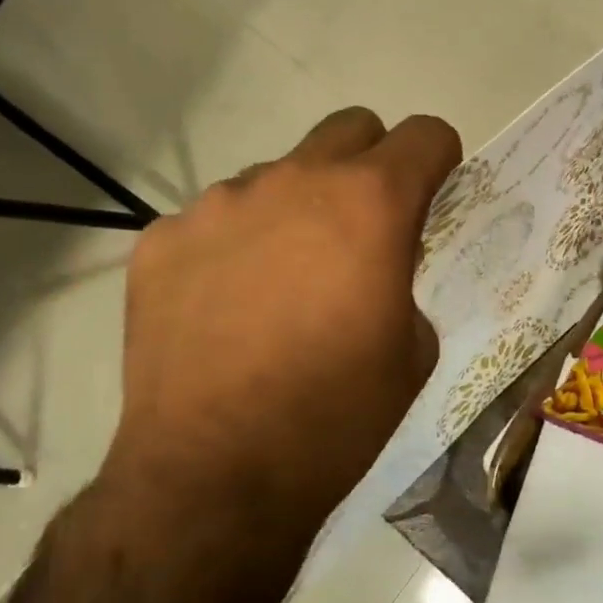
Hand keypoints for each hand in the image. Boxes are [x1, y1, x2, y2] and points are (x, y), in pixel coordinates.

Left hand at [100, 107, 461, 535]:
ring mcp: (218, 203)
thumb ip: (404, 279)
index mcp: (370, 204)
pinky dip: (233, 247)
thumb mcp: (412, 350)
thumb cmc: (337, 416)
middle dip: (370, 163)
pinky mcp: (162, 238)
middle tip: (363, 227)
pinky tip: (225, 308)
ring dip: (294, 210)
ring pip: (276, 175)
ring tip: (280, 285)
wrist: (216, 475)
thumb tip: (378, 264)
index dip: (439, 159)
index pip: (425, 134)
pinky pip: (214, 219)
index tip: (434, 192)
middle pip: (349, 128)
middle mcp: (293, 181)